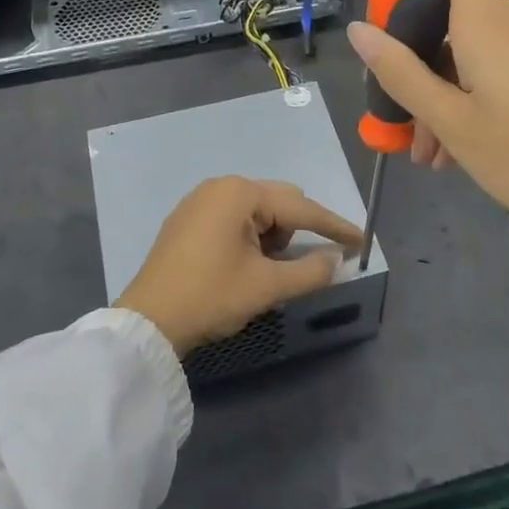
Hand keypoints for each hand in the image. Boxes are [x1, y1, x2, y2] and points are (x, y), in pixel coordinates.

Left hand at [115, 177, 363, 355]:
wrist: (147, 321)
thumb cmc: (210, 296)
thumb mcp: (266, 286)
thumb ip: (309, 270)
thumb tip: (336, 259)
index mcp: (240, 193)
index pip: (300, 208)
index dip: (333, 226)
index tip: (361, 241)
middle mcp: (220, 187)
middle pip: (279, 202)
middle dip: (299, 230)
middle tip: (313, 261)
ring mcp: (200, 201)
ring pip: (256, 211)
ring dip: (273, 236)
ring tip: (269, 270)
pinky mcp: (188, 220)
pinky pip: (234, 219)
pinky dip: (251, 237)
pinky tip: (247, 263)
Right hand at [346, 0, 508, 260]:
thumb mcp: (452, 122)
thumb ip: (401, 74)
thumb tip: (358, 30)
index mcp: (486, 19)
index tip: (392, 10)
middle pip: (452, 11)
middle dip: (417, 59)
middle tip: (401, 117)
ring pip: (471, 48)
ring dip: (441, 91)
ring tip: (429, 154)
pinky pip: (497, 66)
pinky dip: (471, 96)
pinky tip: (459, 150)